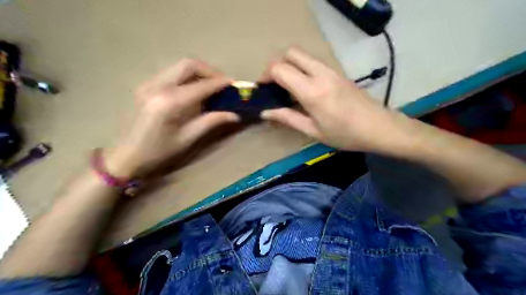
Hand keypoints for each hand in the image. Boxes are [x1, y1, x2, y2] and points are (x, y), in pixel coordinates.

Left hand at [104, 58, 239, 176]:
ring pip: (179, 66)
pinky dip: (187, 77)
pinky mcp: (146, 85)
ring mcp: (149, 83)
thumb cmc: (157, 152)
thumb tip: (234, 115)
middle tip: (222, 83)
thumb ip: (211, 122)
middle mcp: (157, 86)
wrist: (124, 155)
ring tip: (211, 86)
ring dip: (199, 72)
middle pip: (188, 65)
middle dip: (209, 71)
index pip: (201, 86)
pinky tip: (194, 90)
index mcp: (169, 102)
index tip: (234, 84)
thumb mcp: (187, 138)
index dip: (220, 83)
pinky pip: (171, 73)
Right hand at [261, 47, 403, 152]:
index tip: (262, 88)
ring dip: (290, 65)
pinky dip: (302, 69)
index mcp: (312, 91)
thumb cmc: (345, 134)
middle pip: (291, 52)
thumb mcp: (313, 131)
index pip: (280, 69)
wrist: (379, 127)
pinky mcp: (337, 72)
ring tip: (287, 88)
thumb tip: (265, 112)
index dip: (266, 75)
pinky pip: (313, 62)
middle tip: (274, 84)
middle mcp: (320, 74)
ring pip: (303, 55)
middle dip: (277, 65)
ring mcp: (331, 70)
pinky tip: (303, 88)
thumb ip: (288, 118)